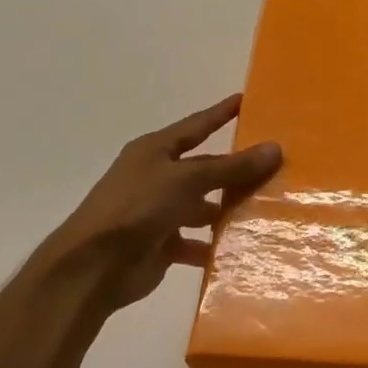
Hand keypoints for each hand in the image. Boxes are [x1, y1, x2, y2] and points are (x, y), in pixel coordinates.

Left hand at [42, 94, 281, 312]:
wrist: (93, 267)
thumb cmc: (137, 208)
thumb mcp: (187, 180)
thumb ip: (231, 167)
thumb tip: (275, 148)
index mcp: (155, 151)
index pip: (197, 125)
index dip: (221, 113)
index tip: (246, 100)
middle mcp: (156, 177)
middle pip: (204, 168)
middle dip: (234, 169)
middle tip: (274, 166)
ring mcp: (157, 212)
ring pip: (202, 205)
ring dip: (227, 209)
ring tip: (265, 209)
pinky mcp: (160, 245)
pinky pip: (194, 241)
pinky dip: (212, 245)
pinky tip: (241, 247)